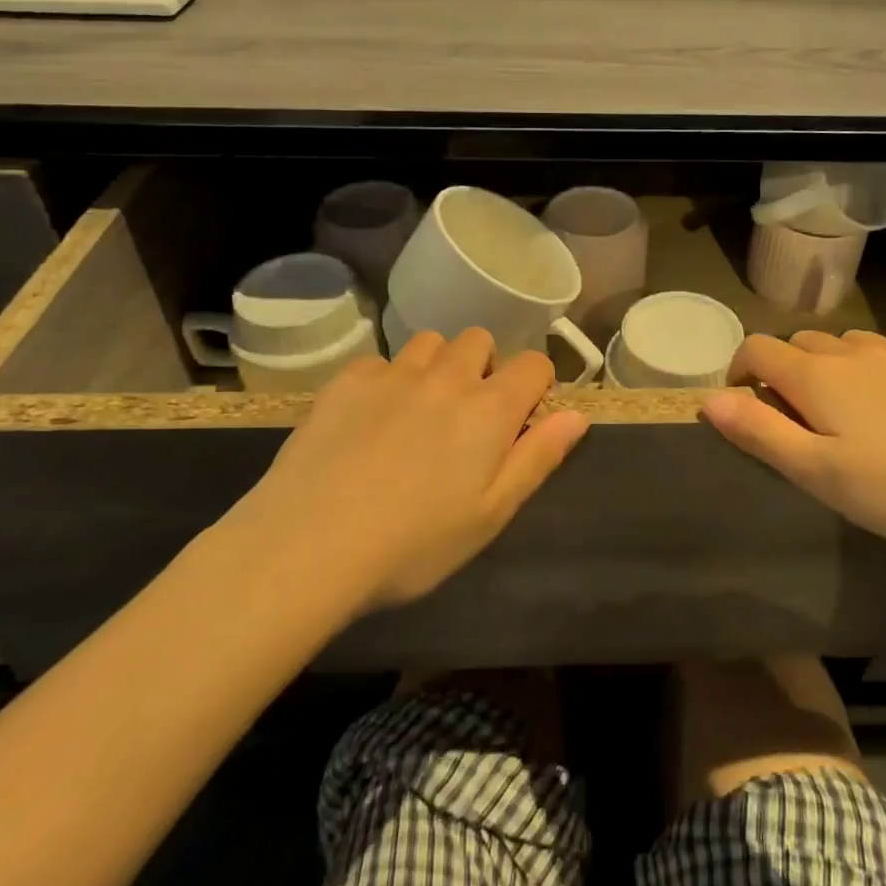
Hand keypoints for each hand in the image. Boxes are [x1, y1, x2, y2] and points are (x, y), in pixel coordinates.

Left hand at [220, 330, 588, 612]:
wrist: (308, 545)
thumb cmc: (413, 544)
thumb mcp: (491, 514)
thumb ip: (538, 458)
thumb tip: (576, 415)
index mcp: (490, 409)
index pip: (534, 364)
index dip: (535, 386)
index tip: (520, 419)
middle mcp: (447, 377)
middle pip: (480, 341)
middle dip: (484, 368)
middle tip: (466, 418)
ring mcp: (393, 374)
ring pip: (431, 343)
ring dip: (437, 366)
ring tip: (419, 410)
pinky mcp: (347, 381)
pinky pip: (381, 361)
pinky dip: (387, 380)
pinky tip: (370, 419)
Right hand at [702, 331, 885, 555]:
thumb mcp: (818, 472)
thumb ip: (759, 432)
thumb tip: (708, 400)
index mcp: (817, 375)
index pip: (757, 348)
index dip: (739, 370)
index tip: (744, 403)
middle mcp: (854, 351)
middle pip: (801, 344)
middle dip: (785, 371)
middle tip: (798, 419)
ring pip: (848, 346)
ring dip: (832, 368)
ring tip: (849, 413)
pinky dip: (878, 370)